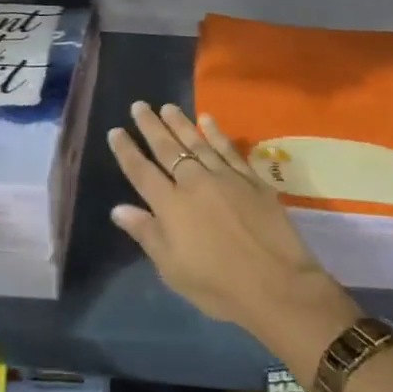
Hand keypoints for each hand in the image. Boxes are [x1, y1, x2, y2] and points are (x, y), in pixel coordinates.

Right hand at [108, 102, 358, 381]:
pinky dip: (216, 132)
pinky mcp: (250, 178)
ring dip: (180, 122)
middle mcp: (194, 182)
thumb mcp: (173, 269)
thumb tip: (118, 209)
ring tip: (167, 106)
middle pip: (167, 149)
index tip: (115, 131)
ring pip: (197, 142)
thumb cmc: (219, 286)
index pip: (142, 172)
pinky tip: (207, 119)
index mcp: (171, 206)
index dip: (127, 151)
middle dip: (150, 126)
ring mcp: (224, 176)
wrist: (277, 285)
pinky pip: (229, 148)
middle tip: (139, 105)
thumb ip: (147, 234)